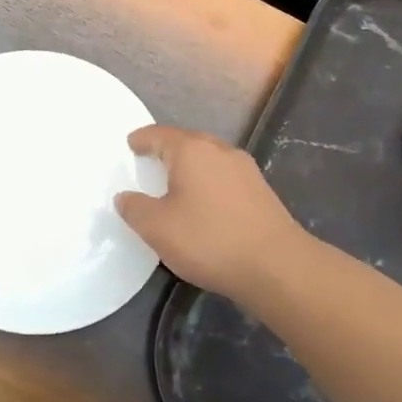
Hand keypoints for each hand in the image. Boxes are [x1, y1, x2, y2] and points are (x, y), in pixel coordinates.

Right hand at [115, 125, 310, 307]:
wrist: (276, 266)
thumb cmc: (209, 239)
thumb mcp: (157, 228)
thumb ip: (135, 209)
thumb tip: (125, 197)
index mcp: (191, 151)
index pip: (160, 135)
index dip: (142, 139)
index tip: (131, 143)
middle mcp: (220, 150)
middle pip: (188, 141)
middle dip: (168, 148)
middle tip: (150, 159)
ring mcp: (245, 169)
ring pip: (210, 158)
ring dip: (191, 165)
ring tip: (176, 181)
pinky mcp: (261, 191)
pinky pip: (225, 176)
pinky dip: (209, 181)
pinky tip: (205, 201)